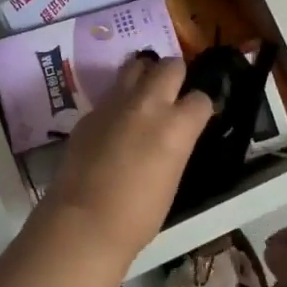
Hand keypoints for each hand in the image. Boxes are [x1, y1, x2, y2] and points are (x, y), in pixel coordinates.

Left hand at [41, 54, 213, 265]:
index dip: (201, 106)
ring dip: (145, 74)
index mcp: (176, 125)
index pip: (201, 98)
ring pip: (135, 65)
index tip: (198, 115)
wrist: (84, 221)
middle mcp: (148, 104)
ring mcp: (115, 103)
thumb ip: (176, 145)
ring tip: (144, 93)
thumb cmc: (138, 215)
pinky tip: (116, 122)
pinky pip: (111, 93)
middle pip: (170, 66)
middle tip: (173, 93)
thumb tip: (173, 135)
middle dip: (176, 75)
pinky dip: (119, 100)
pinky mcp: (91, 111)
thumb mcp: (172, 178)